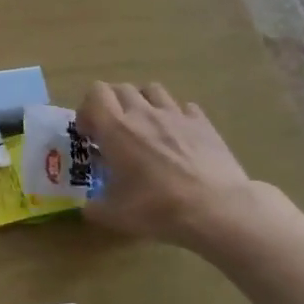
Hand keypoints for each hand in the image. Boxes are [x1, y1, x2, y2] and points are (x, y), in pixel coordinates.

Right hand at [76, 82, 260, 253]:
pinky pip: (184, 107)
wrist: (216, 209)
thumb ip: (94, 207)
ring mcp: (176, 115)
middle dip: (112, 105)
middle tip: (113, 132)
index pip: (95, 93)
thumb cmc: (158, 208)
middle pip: (121, 88)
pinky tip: (177, 137)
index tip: (90, 135)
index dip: (87, 109)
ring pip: (152, 90)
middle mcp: (144, 113)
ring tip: (144, 127)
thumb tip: (88, 207)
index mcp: (116, 129)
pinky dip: (176, 116)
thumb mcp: (114, 215)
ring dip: (142, 102)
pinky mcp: (203, 123)